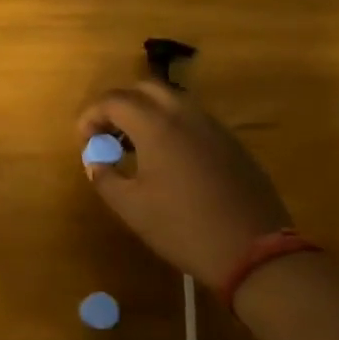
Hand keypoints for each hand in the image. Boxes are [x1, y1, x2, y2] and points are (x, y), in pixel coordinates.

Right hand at [77, 81, 290, 289]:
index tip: (84, 139)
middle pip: (145, 88)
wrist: (254, 251)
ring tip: (134, 144)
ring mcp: (213, 127)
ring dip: (147, 112)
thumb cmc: (183, 228)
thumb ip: (104, 177)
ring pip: (173, 100)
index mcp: (157, 126)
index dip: (92, 115)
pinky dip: (171, 124)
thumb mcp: (131, 208)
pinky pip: (193, 118)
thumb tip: (94, 160)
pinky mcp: (231, 143)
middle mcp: (185, 115)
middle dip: (119, 104)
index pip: (114, 100)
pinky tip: (167, 158)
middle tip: (107, 133)